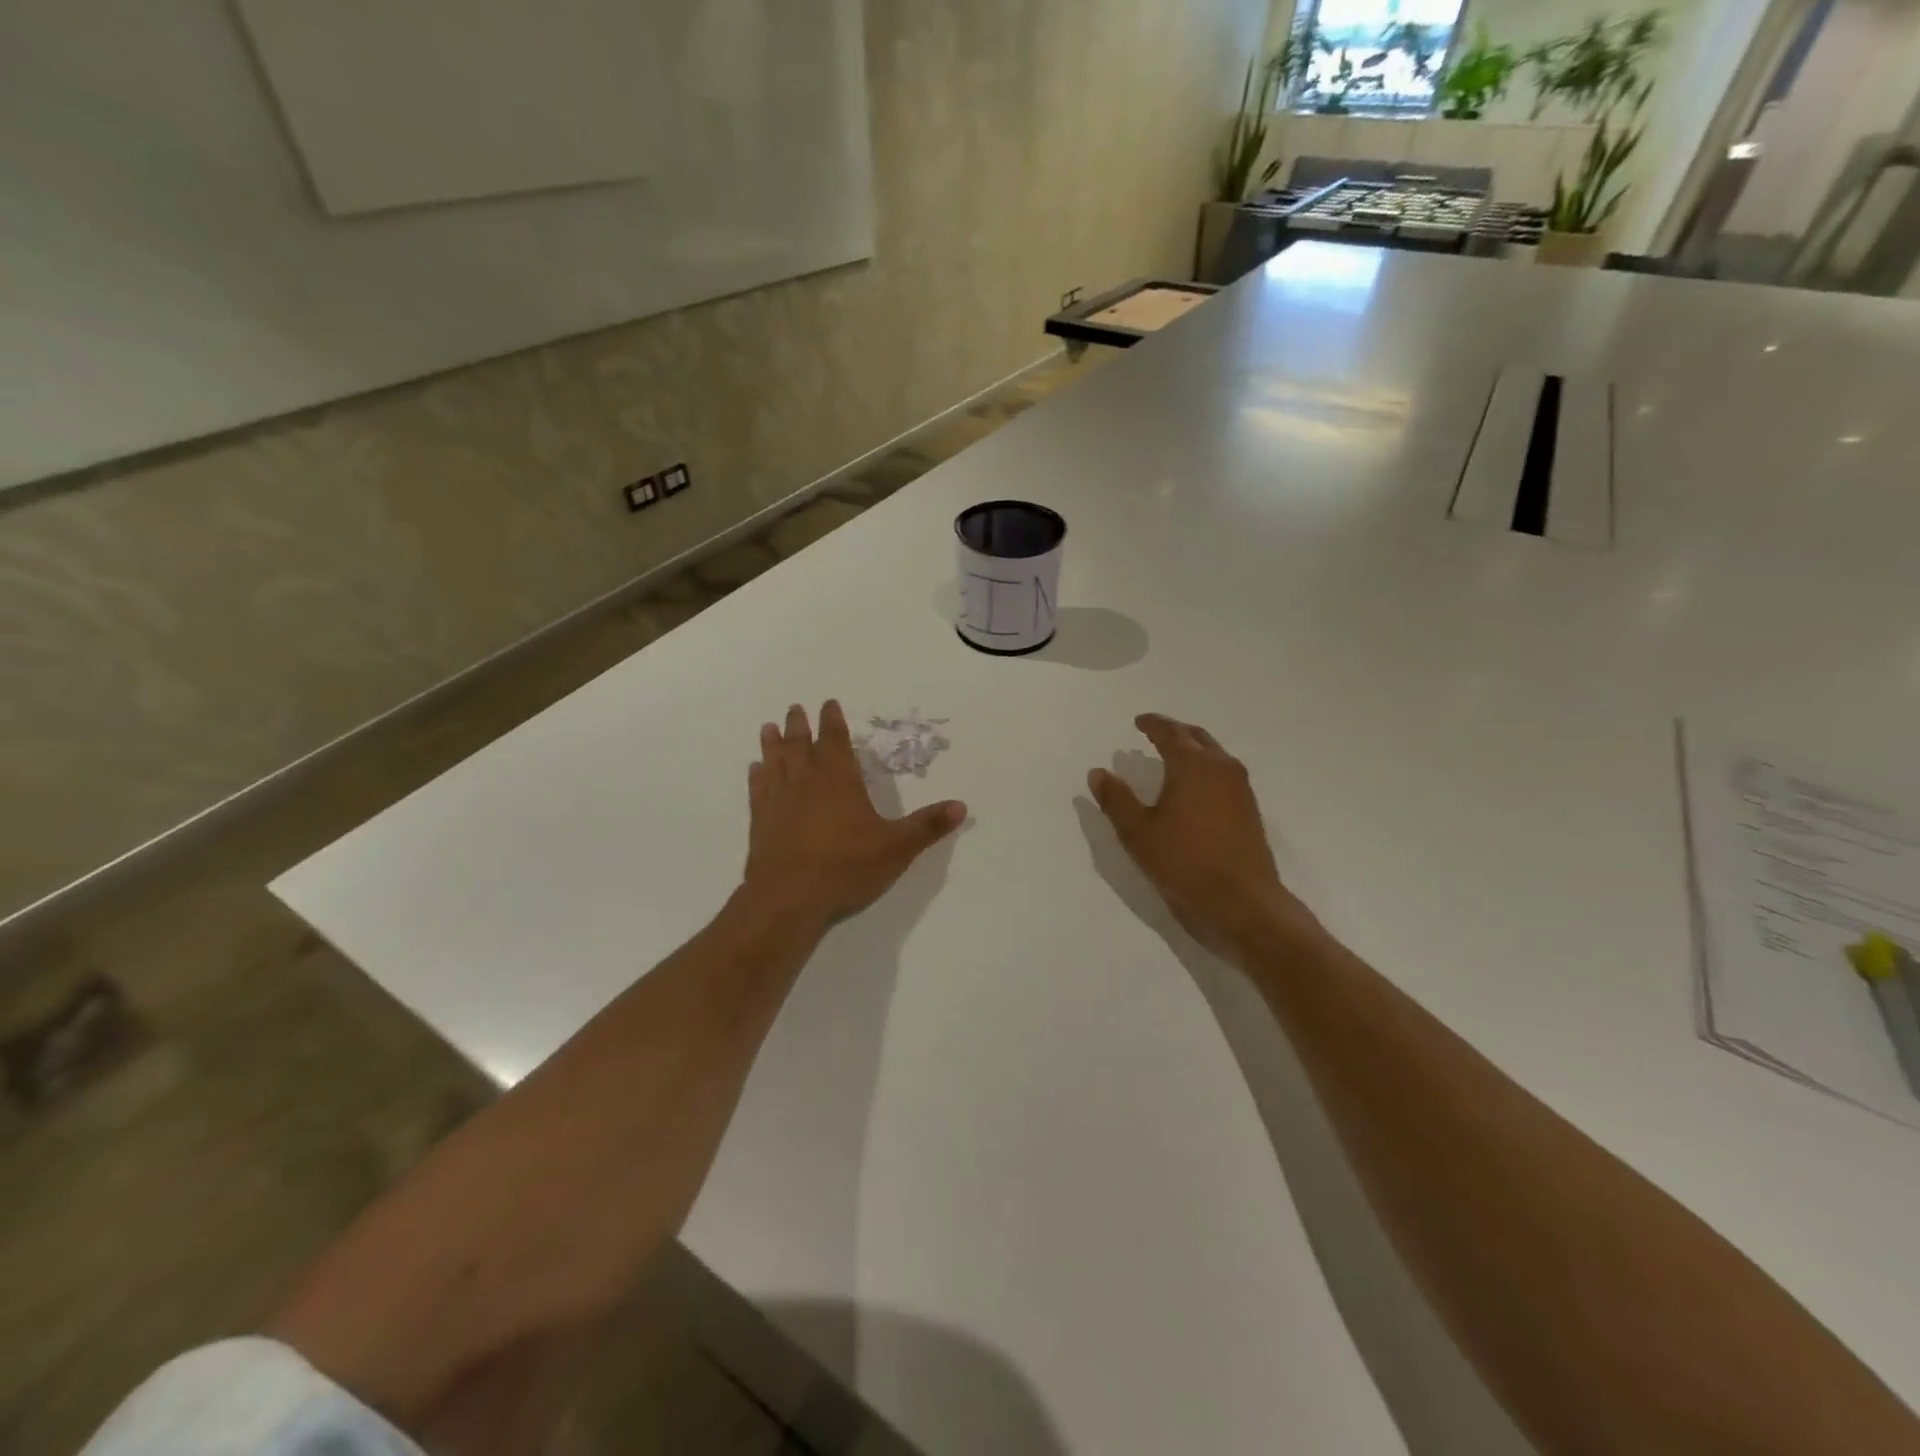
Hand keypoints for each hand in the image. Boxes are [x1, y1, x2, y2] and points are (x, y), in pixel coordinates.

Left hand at [744, 701, 965, 925]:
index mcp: (839, 781)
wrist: (789, 898)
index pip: (835, 741)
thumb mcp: (897, 848)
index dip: (833, 721)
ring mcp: (779, 801)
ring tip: (768, 727)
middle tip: (794, 708)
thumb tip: (962, 806)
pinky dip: (757, 776)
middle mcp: (806, 783)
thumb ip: (927, 826)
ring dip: (772, 744)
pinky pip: (758, 790)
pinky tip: (755, 770)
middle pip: (801, 746)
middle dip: (799, 726)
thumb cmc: (846, 867)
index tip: (828, 704)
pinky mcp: (760, 823)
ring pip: (775, 762)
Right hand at [1088, 714, 1315, 958]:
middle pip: (1196, 737)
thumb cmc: (1184, 863)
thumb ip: (1116, 800)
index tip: (1139, 721)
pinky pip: (1224, 773)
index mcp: (1192, 765)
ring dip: (1193, 749)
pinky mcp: (1250, 809)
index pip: (1170, 733)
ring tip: (1172, 757)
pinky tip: (1194, 787)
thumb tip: (1098, 773)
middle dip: (1174, 732)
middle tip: (1154, 733)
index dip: (1152, 724)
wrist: (1242, 902)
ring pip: (1214, 754)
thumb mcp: (1138, 833)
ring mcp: (1240, 788)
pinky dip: (1206, 768)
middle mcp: (1221, 768)